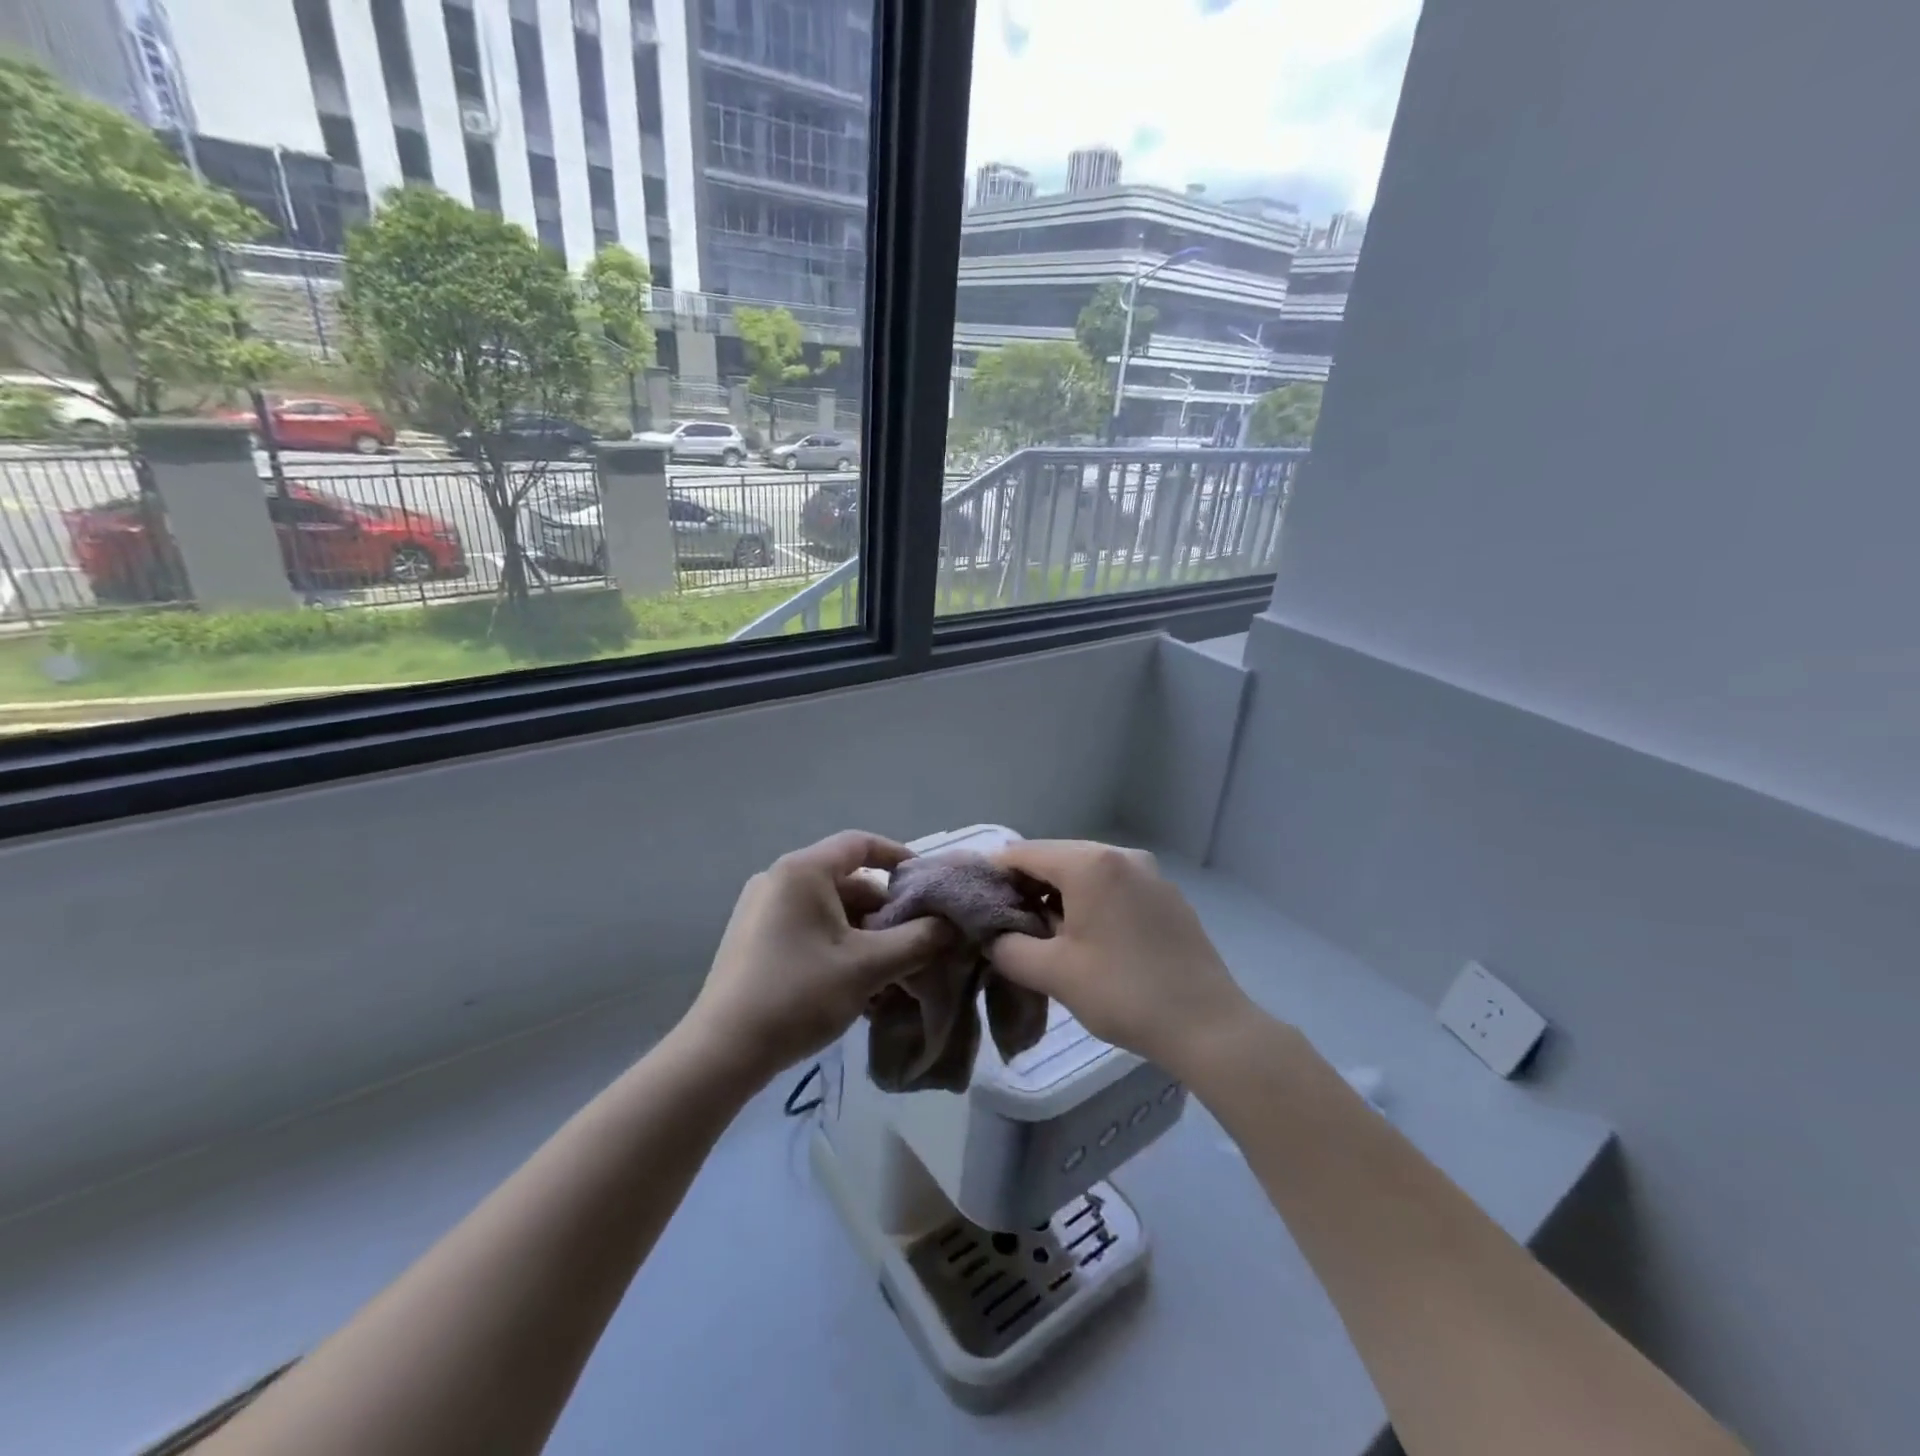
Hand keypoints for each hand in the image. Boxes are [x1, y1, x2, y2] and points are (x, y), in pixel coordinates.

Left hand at [681, 832, 954, 1085]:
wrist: (723, 1052)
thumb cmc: (799, 994)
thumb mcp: (868, 966)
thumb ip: (918, 940)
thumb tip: (952, 925)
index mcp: (802, 871)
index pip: (860, 844)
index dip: (899, 857)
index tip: (928, 884)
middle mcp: (779, 880)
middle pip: (848, 882)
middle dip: (886, 912)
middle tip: (916, 943)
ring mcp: (763, 910)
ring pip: (831, 912)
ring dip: (866, 937)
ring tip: (892, 974)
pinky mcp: (755, 940)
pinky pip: (810, 930)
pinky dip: (839, 948)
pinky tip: (859, 987)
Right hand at [986, 841, 1252, 1076]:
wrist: (1207, 1025)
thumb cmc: (1123, 993)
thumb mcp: (1054, 973)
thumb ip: (1008, 948)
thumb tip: (993, 938)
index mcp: (1090, 864)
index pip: (1024, 853)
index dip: (994, 875)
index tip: (975, 903)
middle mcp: (1121, 855)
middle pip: (1057, 858)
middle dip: (1027, 887)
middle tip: (1006, 924)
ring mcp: (1150, 874)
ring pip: (1087, 873)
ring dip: (1059, 896)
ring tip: (1044, 935)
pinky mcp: (1168, 896)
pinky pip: (1115, 887)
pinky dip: (1092, 902)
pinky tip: (1088, 939)